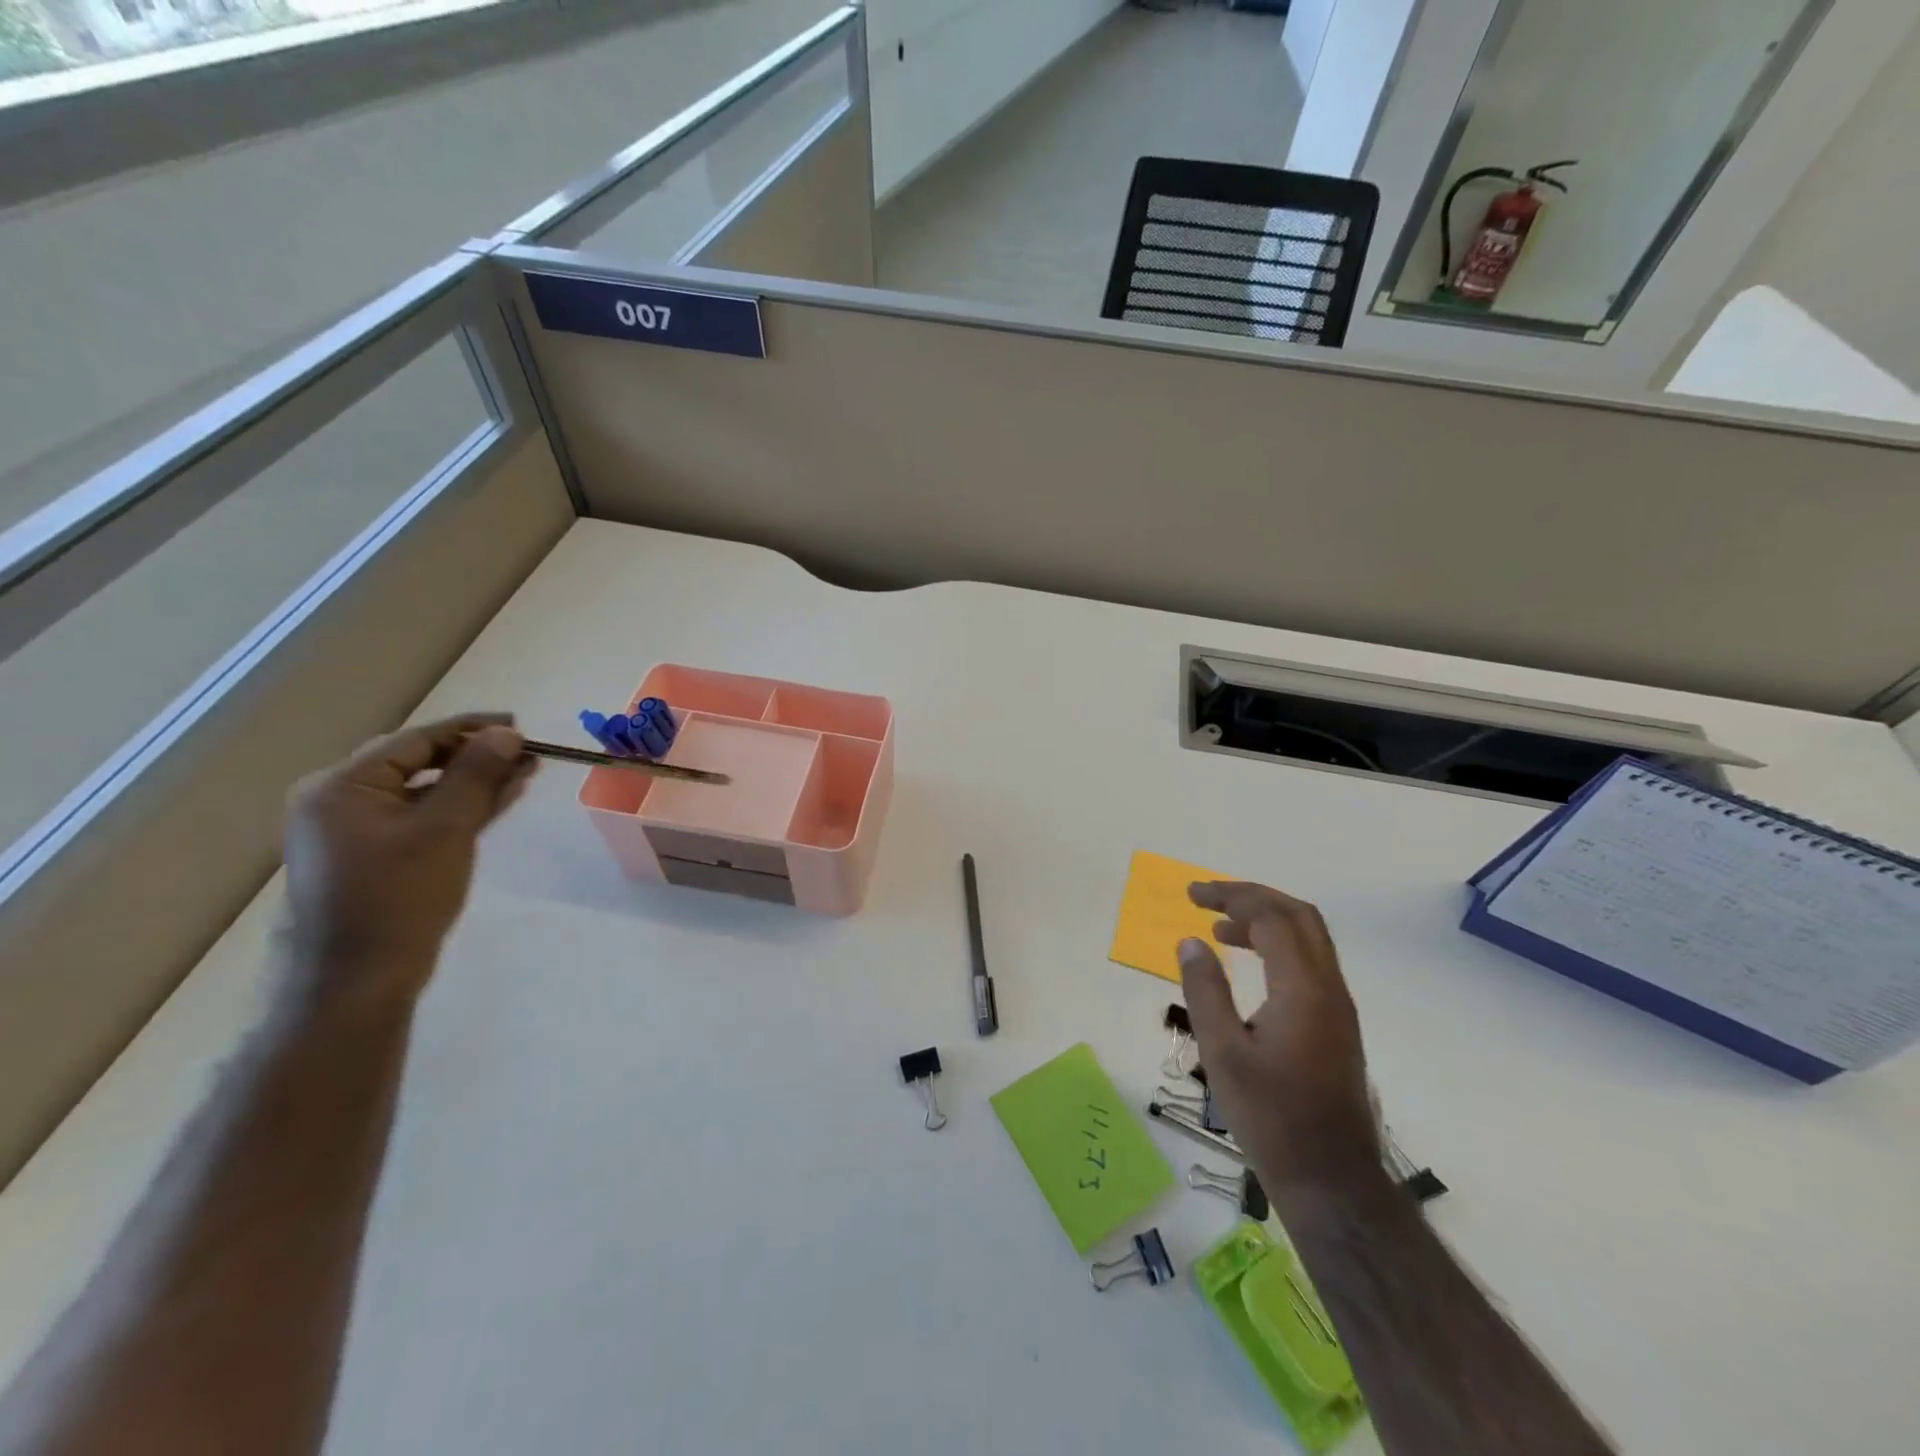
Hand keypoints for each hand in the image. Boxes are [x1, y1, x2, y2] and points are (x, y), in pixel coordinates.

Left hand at [283, 713, 534, 1002]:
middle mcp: (340, 802)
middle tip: (528, 752)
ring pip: (425, 792)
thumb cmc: (399, 897)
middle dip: (477, 756)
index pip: (416, 741)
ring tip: (525, 772)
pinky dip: (459, 808)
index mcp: (342, 787)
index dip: (471, 730)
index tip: (520, 726)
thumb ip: (476, 775)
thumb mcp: (445, 829)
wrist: (358, 981)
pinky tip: (499, 800)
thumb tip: (506, 733)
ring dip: (474, 782)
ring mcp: (355, 832)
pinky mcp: (375, 858)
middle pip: (419, 763)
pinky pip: (422, 818)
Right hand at [1178, 881, 1381, 1204]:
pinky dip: (1278, 946)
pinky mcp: (1337, 1025)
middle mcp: (1329, 988)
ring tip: (1221, 929)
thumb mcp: (1223, 1054)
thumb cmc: (1271, 1118)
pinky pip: (1310, 962)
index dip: (1230, 897)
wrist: (1332, 1180)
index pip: (1270, 918)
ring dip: (1266, 920)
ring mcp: (1338, 1007)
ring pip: (1309, 938)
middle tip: (1208, 898)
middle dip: (1252, 897)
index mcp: (1303, 989)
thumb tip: (1191, 942)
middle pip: (1298, 916)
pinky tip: (1250, 966)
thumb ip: (1205, 991)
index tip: (1192, 895)